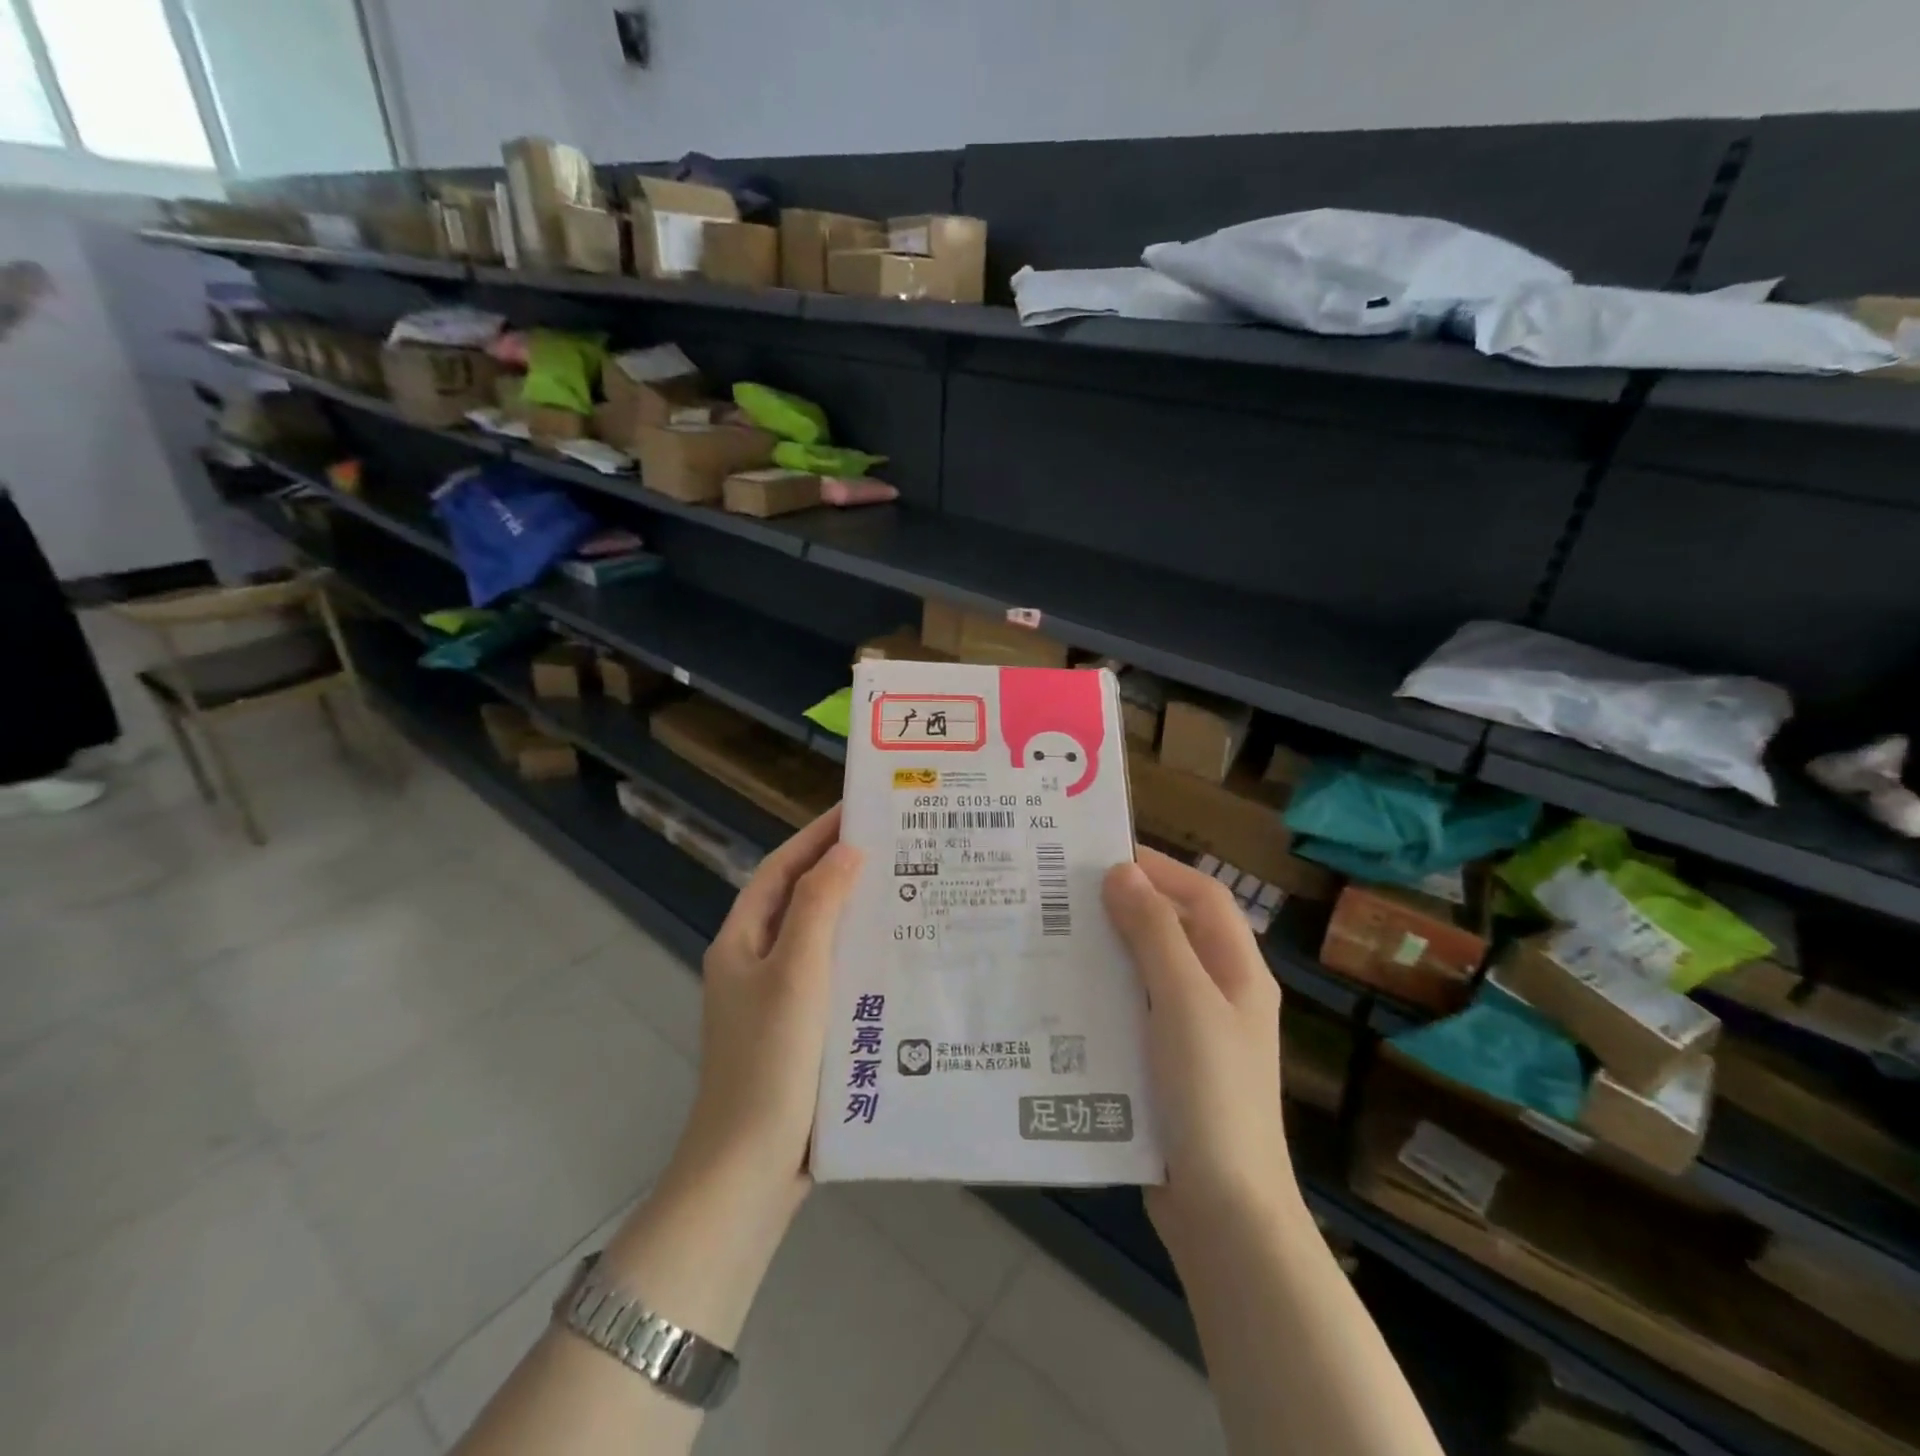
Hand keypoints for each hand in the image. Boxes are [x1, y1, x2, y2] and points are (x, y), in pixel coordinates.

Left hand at [660, 806, 862, 1222]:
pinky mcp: (802, 1031)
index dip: (817, 835)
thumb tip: (847, 850)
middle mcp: (757, 962)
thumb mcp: (794, 973)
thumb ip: (818, 906)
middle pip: (802, 899)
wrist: (749, 1170)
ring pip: (822, 938)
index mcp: (742, 940)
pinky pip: (835, 975)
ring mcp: (778, 999)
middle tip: (898, 845)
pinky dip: (862, 957)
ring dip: (857, 912)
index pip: (782, 868)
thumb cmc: (769, 1061)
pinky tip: (900, 956)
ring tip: (909, 890)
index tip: (860, 808)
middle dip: (843, 869)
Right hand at [1102, 848, 1299, 1252]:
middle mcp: (1219, 995)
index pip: (1204, 897)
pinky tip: (1062, 996)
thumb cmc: (1210, 1091)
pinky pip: (1132, 1011)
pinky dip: (1103, 994)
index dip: (1161, 869)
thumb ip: (1154, 932)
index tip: (1104, 856)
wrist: (1222, 1210)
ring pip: (1147, 971)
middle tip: (1064, 894)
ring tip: (1053, 935)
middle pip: (1174, 930)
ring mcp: (1193, 1033)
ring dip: (1109, 950)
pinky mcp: (1165, 1066)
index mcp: (1238, 972)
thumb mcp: (1183, 1000)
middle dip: (1126, 906)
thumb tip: (1121, 872)